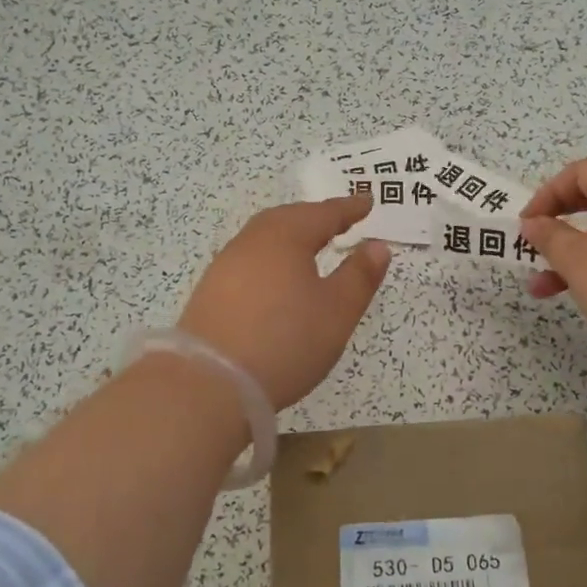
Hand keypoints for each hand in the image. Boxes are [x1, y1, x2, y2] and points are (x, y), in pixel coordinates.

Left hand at [178, 196, 391, 407]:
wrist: (209, 384)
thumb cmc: (285, 341)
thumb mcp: (337, 311)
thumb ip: (360, 275)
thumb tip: (377, 245)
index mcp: (286, 237)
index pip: (324, 213)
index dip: (348, 208)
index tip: (367, 202)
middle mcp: (252, 241)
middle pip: (288, 218)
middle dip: (316, 217)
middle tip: (339, 222)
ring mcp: (226, 266)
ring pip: (265, 237)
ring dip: (291, 236)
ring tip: (310, 247)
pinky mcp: (210, 292)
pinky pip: (249, 259)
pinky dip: (271, 258)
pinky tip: (276, 279)